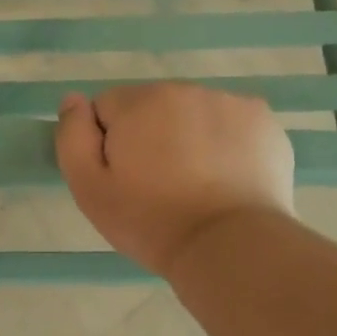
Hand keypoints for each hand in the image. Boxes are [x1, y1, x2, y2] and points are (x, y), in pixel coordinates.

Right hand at [55, 83, 295, 277]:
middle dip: (151, 135)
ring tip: (198, 185)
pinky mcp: (264, 122)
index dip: (110, 144)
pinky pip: (232, 124)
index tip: (125, 178)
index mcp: (141, 101)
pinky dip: (227, 143)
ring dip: (189, 137)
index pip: (108, 108)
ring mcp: (230, 102)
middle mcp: (186, 89)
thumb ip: (72, 137)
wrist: (231, 246)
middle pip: (153, 107)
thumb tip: (73, 100)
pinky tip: (229, 178)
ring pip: (194, 114)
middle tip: (161, 186)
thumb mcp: (90, 189)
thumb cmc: (152, 221)